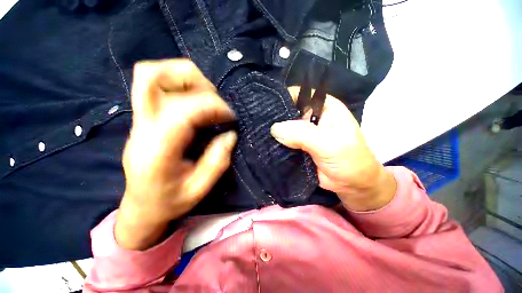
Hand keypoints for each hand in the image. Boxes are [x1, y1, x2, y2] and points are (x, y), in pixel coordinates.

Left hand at [116, 59, 236, 249]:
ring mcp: (139, 118)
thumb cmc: (169, 201)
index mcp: (156, 150)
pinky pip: (155, 83)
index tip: (230, 117)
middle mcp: (142, 127)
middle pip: (155, 77)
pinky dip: (180, 83)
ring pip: (152, 73)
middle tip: (216, 103)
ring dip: (187, 78)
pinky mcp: (143, 116)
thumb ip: (217, 161)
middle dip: (196, 82)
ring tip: (207, 99)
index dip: (213, 106)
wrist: (142, 205)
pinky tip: (196, 101)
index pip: (183, 109)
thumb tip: (230, 134)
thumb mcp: (199, 189)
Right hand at [270, 87, 395, 211]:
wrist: (352, 184)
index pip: (299, 95)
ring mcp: (303, 133)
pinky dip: (276, 143)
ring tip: (258, 133)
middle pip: (288, 112)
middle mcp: (312, 117)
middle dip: (275, 118)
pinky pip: (283, 142)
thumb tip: (275, 129)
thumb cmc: (349, 160)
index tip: (265, 107)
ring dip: (274, 132)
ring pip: (284, 128)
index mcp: (323, 107)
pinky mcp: (297, 146)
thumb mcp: (329, 144)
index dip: (283, 97)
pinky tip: (265, 144)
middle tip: (259, 123)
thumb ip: (303, 135)